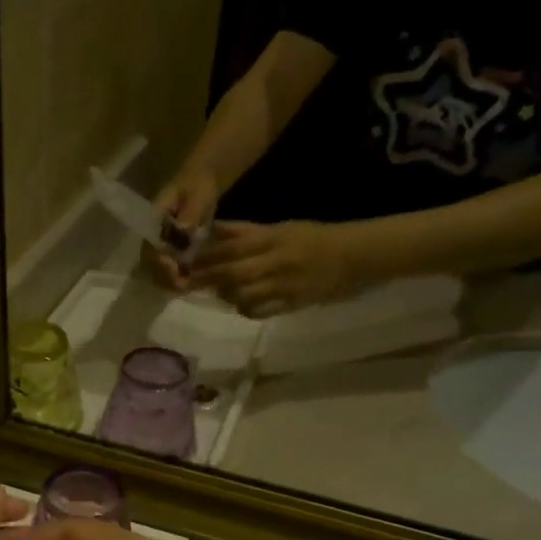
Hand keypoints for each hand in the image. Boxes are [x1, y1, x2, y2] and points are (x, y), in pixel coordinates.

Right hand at [140, 173, 219, 289]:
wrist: (201, 181)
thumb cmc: (199, 184)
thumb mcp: (198, 193)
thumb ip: (191, 211)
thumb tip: (183, 229)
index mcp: (154, 219)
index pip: (149, 244)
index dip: (158, 260)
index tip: (173, 269)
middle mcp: (153, 233)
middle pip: (149, 261)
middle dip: (163, 276)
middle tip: (181, 285)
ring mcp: (160, 242)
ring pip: (156, 267)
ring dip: (169, 280)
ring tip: (186, 287)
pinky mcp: (170, 248)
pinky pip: (168, 267)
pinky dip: (177, 277)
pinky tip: (190, 283)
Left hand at [190, 220, 354, 318]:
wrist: (354, 258)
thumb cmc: (313, 238)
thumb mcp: (280, 228)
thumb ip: (245, 231)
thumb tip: (213, 230)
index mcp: (275, 239)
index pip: (233, 248)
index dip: (207, 256)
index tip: (186, 260)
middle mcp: (277, 263)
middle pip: (234, 273)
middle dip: (208, 278)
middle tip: (187, 281)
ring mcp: (284, 287)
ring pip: (244, 295)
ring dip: (225, 294)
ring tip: (217, 291)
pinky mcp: (291, 305)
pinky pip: (260, 312)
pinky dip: (245, 309)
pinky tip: (241, 303)